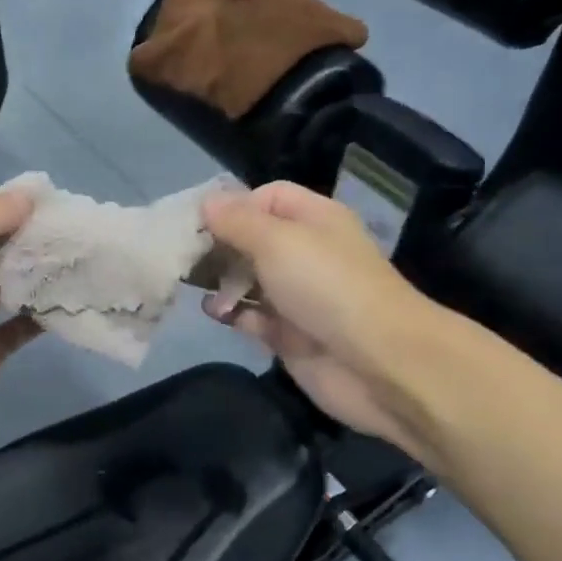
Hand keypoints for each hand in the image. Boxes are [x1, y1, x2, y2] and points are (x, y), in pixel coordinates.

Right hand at [201, 182, 445, 456]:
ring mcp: (299, 296)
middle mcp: (307, 253)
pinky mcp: (291, 335)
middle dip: (219, 245)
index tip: (197, 222)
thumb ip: (236, 221)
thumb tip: (206, 201)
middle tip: (183, 255)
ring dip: (222, 281)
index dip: (233, 205)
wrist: (378, 363)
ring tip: (193, 285)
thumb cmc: (326, 286)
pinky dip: (234, 314)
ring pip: (250, 279)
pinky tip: (217, 313)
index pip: (268, 197)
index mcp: (314, 219)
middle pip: (253, 239)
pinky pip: (255, 317)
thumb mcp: (276, 240)